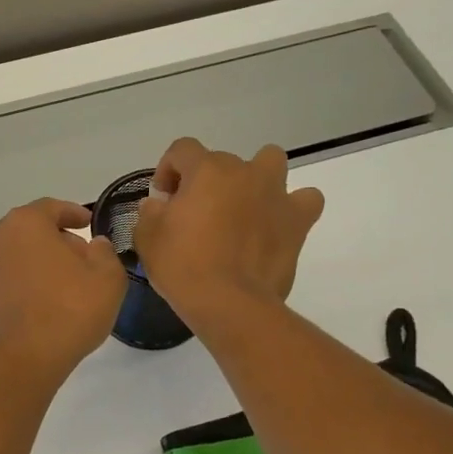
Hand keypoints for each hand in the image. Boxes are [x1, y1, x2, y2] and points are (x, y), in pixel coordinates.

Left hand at [0, 199, 127, 373]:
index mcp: (25, 225)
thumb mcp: (107, 280)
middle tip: (76, 262)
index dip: (72, 213)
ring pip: (7, 261)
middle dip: (51, 243)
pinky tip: (26, 314)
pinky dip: (10, 293)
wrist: (18, 362)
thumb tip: (94, 245)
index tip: (86, 222)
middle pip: (26, 233)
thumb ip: (104, 254)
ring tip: (51, 292)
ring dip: (28, 269)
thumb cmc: (68, 312)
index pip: (50, 208)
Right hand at [134, 138, 324, 325]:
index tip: (163, 199)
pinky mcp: (298, 221)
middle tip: (196, 214)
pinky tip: (277, 224)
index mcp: (206, 170)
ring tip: (243, 206)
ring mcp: (275, 194)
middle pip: (222, 161)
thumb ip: (150, 213)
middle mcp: (244, 172)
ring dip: (256, 177)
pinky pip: (305, 200)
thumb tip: (159, 205)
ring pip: (270, 162)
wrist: (230, 304)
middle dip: (206, 181)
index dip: (168, 169)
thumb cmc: (183, 267)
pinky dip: (292, 207)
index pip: (183, 149)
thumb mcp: (147, 239)